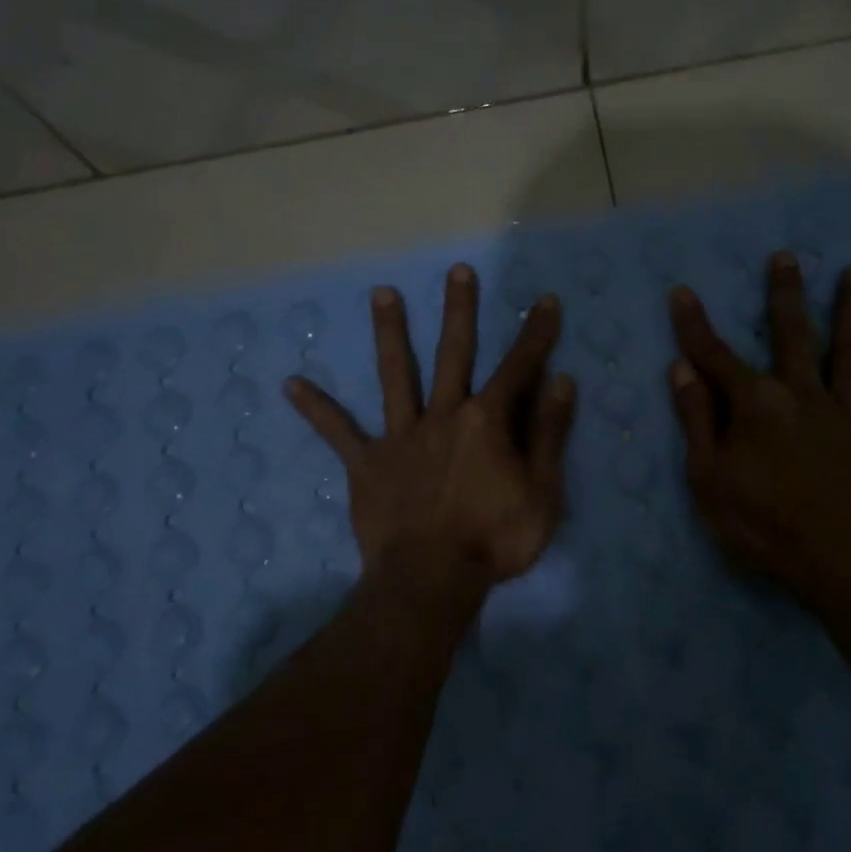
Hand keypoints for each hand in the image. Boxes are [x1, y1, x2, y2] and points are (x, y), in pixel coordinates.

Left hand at [285, 264, 576, 596]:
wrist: (430, 580)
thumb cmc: (495, 540)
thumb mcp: (542, 493)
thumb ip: (549, 435)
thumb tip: (560, 381)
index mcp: (487, 422)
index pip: (519, 368)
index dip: (536, 334)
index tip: (545, 301)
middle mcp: (443, 416)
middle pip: (454, 354)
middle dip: (459, 311)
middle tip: (457, 271)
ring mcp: (402, 438)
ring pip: (395, 376)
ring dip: (390, 334)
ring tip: (381, 294)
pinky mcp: (367, 464)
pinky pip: (338, 433)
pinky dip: (317, 410)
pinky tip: (291, 385)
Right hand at [669, 252, 850, 607]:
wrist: (838, 558)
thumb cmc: (761, 523)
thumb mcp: (708, 477)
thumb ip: (697, 421)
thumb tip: (682, 370)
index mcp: (756, 405)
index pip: (716, 357)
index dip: (695, 326)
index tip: (682, 291)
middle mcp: (802, 394)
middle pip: (792, 335)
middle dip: (785, 295)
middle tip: (787, 256)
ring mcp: (847, 412)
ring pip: (849, 353)